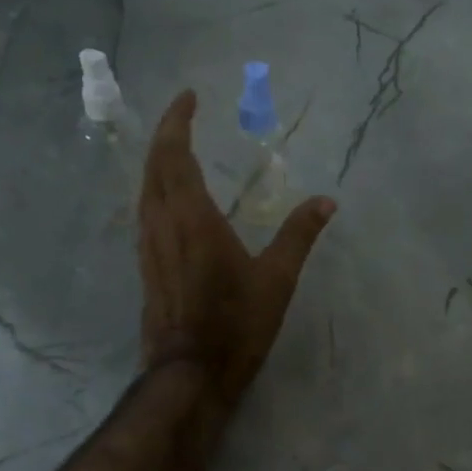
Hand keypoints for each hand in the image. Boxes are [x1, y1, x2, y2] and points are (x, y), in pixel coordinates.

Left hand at [138, 91, 335, 404]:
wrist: (191, 373)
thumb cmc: (236, 324)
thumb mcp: (277, 279)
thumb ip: (299, 235)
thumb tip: (327, 200)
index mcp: (192, 218)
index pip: (176, 155)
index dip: (178, 121)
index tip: (189, 96)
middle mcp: (161, 224)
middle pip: (154, 166)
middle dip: (167, 135)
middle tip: (184, 115)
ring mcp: (148, 246)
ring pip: (144, 189)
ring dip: (158, 162)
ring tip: (178, 149)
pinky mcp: (146, 266)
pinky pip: (146, 212)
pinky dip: (156, 190)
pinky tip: (171, 200)